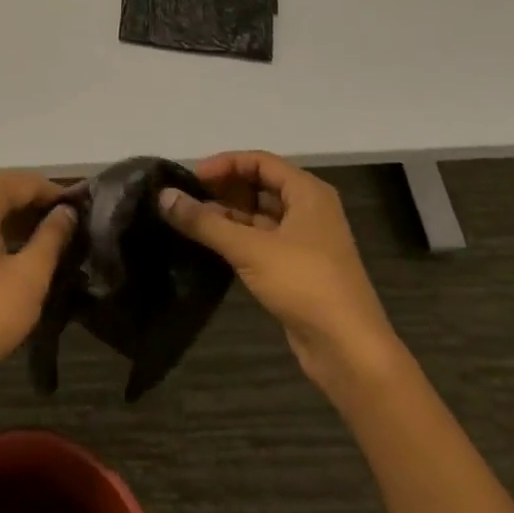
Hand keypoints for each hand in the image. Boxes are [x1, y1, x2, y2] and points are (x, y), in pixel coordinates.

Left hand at [0, 172, 76, 394]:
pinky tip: (19, 250)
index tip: (84, 211)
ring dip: (19, 216)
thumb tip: (67, 211)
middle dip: (38, 204)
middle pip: (5, 188)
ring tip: (51, 239)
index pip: (26, 182)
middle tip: (70, 226)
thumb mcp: (29, 277)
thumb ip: (52, 237)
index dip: (57, 194)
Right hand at [159, 151, 400, 391]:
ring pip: (260, 215)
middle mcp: (309, 209)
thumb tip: (164, 196)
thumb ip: (204, 222)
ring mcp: (306, 240)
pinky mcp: (298, 268)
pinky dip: (238, 238)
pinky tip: (211, 246)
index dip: (225, 164)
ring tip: (192, 222)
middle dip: (224, 189)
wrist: (349, 350)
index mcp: (308, 193)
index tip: (192, 178)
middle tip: (188, 199)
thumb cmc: (305, 284)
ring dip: (228, 215)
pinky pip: (263, 240)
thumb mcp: (249, 248)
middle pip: (260, 185)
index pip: (260, 161)